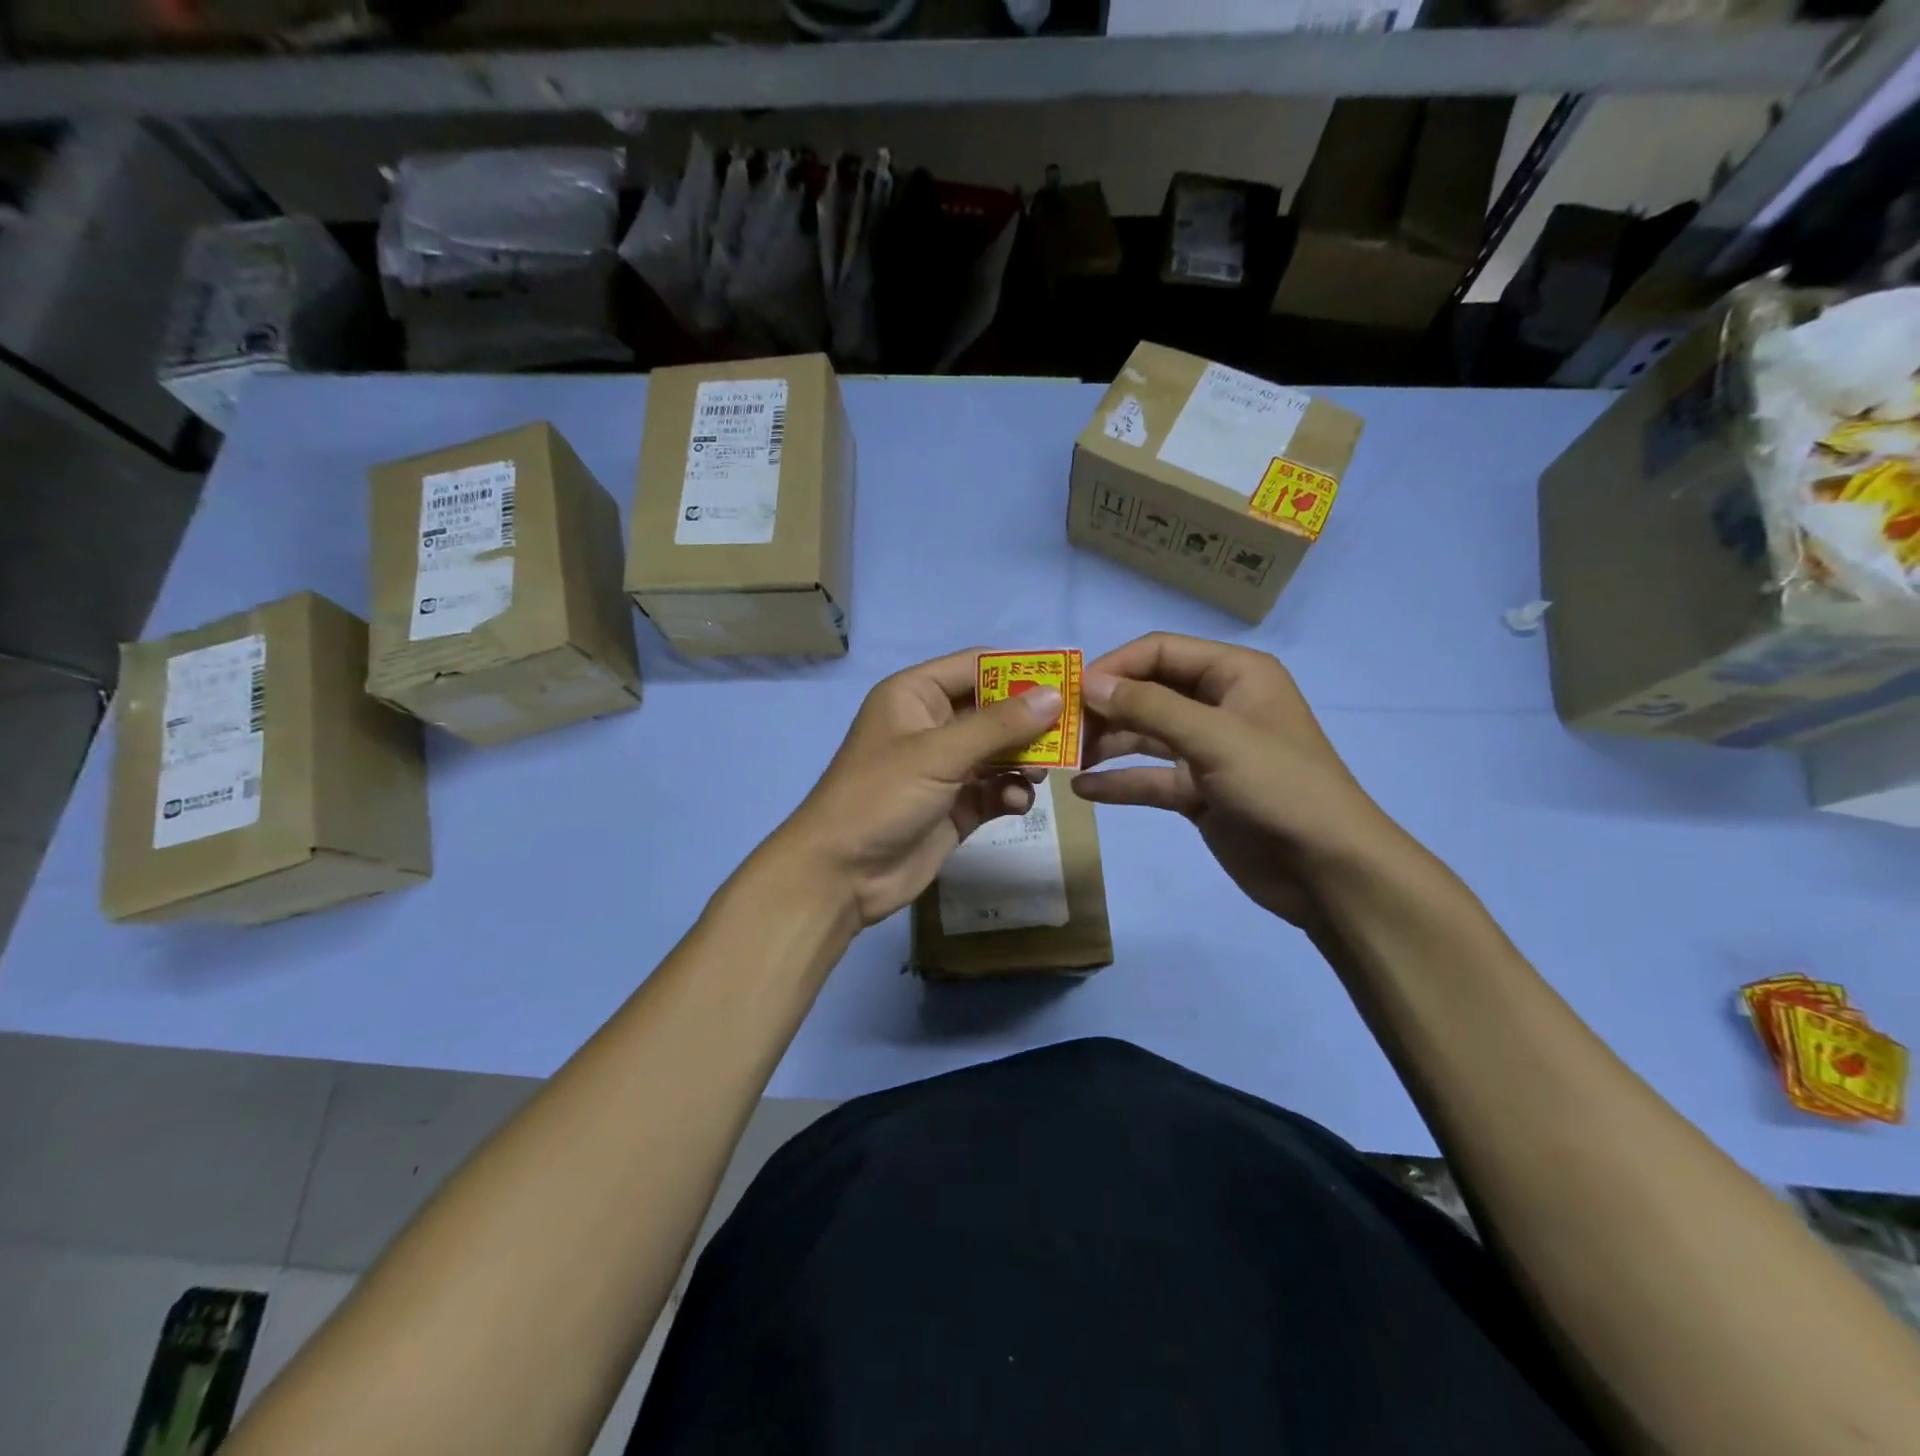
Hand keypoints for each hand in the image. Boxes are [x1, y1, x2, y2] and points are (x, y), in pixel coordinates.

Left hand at [771, 648, 1064, 927]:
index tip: (1068, 678)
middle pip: (994, 710)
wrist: (841, 874)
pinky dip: (1010, 794)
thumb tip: (1054, 695)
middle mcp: (931, 726)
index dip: (1020, 669)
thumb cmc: (881, 797)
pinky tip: (1017, 804)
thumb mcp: (939, 753)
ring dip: (1024, 761)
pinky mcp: (954, 806)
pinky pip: (994, 790)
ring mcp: (944, 768)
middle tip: (1073, 733)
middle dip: (1031, 722)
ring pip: (999, 752)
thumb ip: (999, 725)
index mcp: (916, 695)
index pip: (976, 666)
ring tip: (1043, 773)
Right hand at [1073, 633, 1400, 925]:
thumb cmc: (1280, 787)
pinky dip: (1120, 783)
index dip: (1115, 667)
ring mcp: (1207, 751)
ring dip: (1107, 745)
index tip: (1072, 694)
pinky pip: (1150, 778)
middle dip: (1106, 708)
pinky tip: (1084, 791)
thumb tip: (1088, 683)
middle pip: (1148, 692)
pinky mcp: (1199, 792)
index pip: (1160, 652)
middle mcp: (1218, 705)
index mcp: (1233, 674)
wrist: (1327, 871)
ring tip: (1067, 761)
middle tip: (1063, 732)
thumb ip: (1149, 707)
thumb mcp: (1214, 738)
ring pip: (1145, 736)